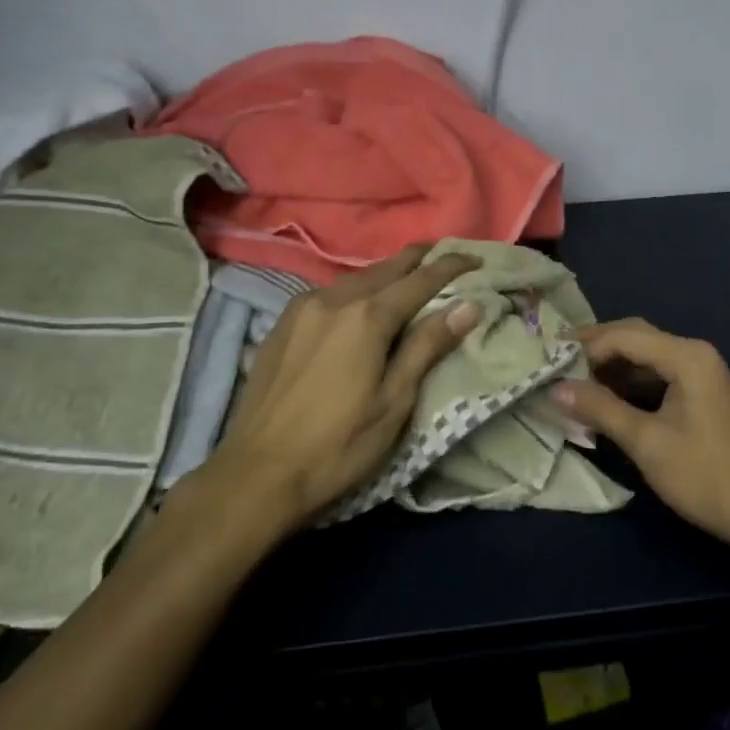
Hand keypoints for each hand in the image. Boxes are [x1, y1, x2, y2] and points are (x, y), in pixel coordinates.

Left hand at [207, 245, 482, 531]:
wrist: (255, 474)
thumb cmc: (337, 446)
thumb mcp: (393, 403)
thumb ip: (427, 347)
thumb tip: (467, 306)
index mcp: (366, 317)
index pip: (420, 280)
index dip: (450, 267)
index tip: (474, 259)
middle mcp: (334, 299)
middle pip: (386, 268)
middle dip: (419, 259)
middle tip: (446, 256)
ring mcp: (303, 307)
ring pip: (356, 278)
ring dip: (387, 273)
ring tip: (410, 277)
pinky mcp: (283, 323)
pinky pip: (331, 292)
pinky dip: (357, 288)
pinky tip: (362, 301)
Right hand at [552, 318, 729, 561]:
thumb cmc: (707, 476)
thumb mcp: (647, 443)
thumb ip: (600, 409)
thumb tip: (556, 389)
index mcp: (687, 356)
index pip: (624, 336)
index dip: (585, 347)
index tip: (549, 363)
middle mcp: (695, 354)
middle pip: (636, 338)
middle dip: (596, 350)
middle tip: (557, 365)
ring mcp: (702, 375)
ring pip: (646, 358)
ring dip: (612, 368)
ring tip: (574, 384)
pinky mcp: (703, 396)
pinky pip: (659, 376)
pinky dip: (630, 385)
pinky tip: (607, 401)